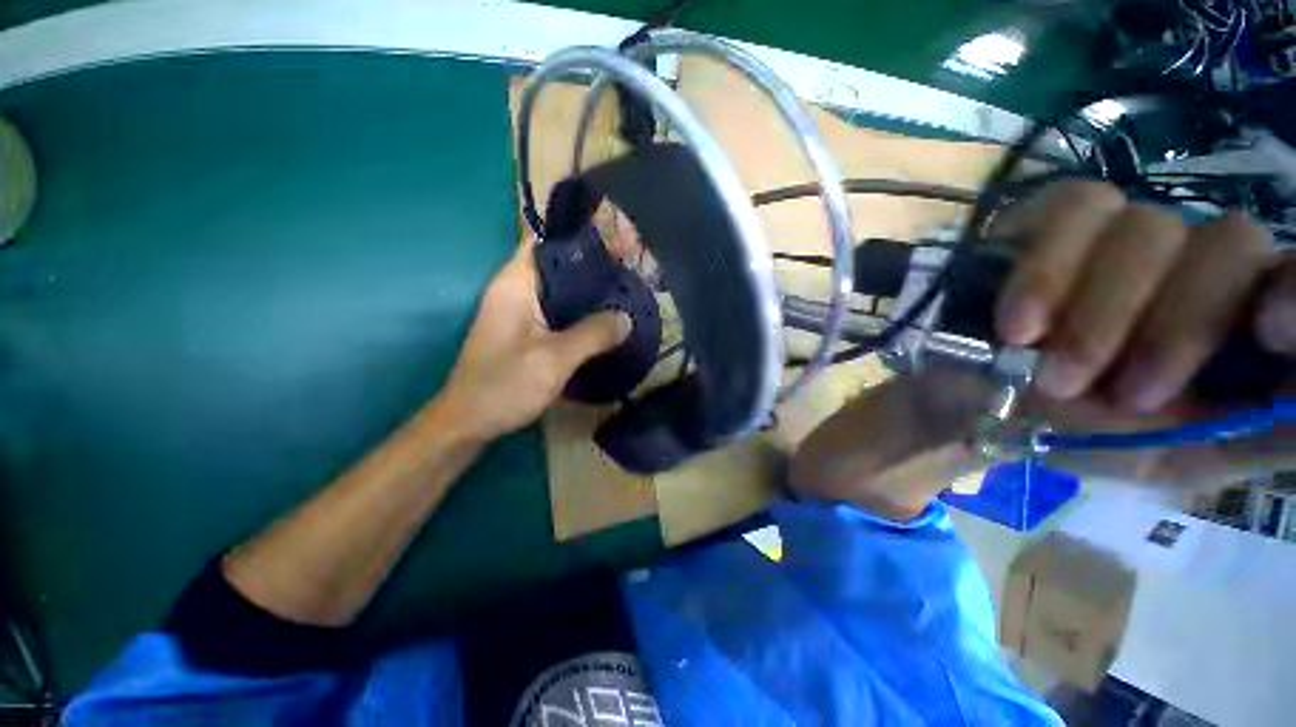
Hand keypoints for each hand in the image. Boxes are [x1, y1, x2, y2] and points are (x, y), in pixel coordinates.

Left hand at [436, 244, 629, 441]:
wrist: (469, 422)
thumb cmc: (505, 386)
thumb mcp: (554, 359)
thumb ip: (593, 334)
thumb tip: (627, 318)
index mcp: (515, 284)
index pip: (547, 241)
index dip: (581, 237)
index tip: (616, 243)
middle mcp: (516, 290)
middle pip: (558, 264)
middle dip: (593, 263)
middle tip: (630, 268)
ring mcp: (520, 311)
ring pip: (560, 288)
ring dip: (589, 288)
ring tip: (624, 289)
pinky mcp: (526, 330)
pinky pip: (559, 309)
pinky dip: (581, 309)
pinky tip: (604, 318)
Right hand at [993, 180, 1295, 485]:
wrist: (981, 404)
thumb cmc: (1082, 438)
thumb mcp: (1175, 459)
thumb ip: (1256, 434)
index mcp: (1242, 322)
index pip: (1294, 277)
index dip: (1295, 291)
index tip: (1265, 330)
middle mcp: (1198, 263)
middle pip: (1229, 244)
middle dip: (1176, 326)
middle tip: (1123, 394)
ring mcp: (1129, 233)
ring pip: (1147, 228)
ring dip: (1099, 314)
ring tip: (1050, 371)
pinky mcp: (1059, 221)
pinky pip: (1070, 211)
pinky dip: (1044, 271)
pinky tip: (1018, 323)